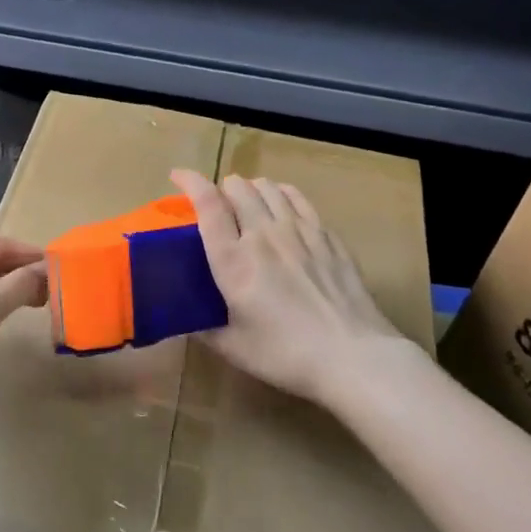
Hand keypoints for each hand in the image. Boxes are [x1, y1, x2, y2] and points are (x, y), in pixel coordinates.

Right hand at [171, 168, 408, 407]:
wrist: (353, 355)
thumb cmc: (285, 354)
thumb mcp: (233, 347)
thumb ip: (204, 328)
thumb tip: (186, 321)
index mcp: (232, 259)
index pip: (207, 203)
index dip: (189, 181)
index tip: (177, 176)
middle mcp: (263, 234)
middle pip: (237, 187)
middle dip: (220, 189)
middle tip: (216, 206)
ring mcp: (299, 230)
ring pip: (267, 187)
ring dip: (250, 189)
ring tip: (247, 203)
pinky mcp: (326, 235)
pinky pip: (297, 198)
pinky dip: (281, 194)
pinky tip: (281, 204)